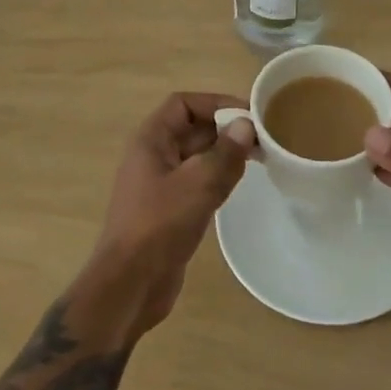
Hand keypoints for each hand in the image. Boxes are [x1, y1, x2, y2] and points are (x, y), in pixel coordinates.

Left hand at [85, 92, 254, 337]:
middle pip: (191, 128)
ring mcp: (158, 184)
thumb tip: (246, 126)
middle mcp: (152, 156)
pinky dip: (216, 178)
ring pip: (196, 156)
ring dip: (223, 154)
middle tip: (261, 137)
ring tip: (257, 158)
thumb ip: (225, 153)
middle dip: (224, 129)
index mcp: (151, 140)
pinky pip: (195, 181)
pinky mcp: (167, 210)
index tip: (247, 113)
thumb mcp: (198, 184)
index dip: (215, 103)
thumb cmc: (159, 225)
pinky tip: (237, 185)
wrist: (129, 286)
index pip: (183, 104)